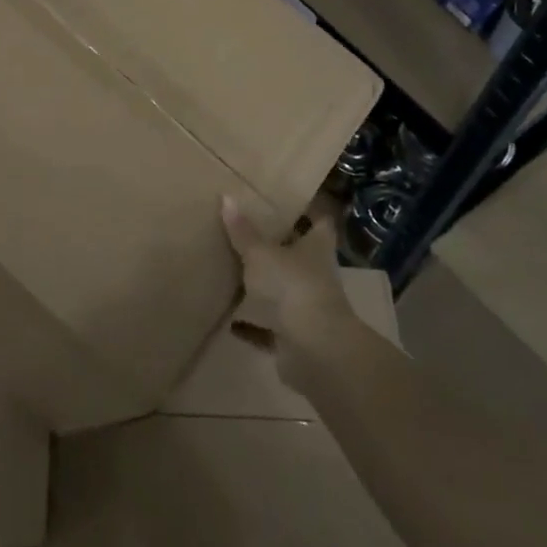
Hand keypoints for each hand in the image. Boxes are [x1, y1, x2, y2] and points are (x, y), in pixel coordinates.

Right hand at [221, 197, 356, 389]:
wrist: (314, 349)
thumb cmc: (292, 286)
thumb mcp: (261, 253)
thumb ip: (243, 231)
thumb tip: (226, 197)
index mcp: (317, 247)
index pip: (320, 222)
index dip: (308, 211)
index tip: (288, 199)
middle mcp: (317, 274)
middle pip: (301, 255)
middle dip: (280, 245)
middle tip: (250, 230)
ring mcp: (308, 306)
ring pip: (285, 290)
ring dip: (267, 285)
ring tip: (236, 271)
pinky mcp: (295, 336)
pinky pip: (270, 326)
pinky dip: (254, 325)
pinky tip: (231, 321)